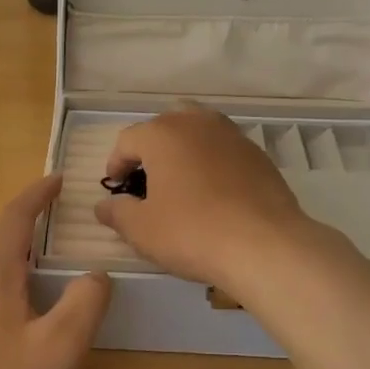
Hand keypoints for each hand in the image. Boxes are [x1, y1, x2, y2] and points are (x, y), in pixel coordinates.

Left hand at [0, 175, 110, 368]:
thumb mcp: (60, 347)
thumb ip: (85, 304)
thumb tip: (96, 274)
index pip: (16, 217)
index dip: (37, 194)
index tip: (58, 179)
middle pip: (0, 230)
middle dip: (28, 212)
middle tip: (58, 206)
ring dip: (17, 237)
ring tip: (46, 240)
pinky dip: (9, 261)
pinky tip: (24, 286)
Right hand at [94, 106, 317, 292]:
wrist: (265, 245)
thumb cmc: (192, 232)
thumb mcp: (142, 230)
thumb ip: (117, 213)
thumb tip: (104, 206)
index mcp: (163, 134)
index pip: (128, 140)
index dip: (116, 163)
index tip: (116, 188)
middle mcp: (197, 123)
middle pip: (165, 125)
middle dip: (151, 148)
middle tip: (147, 180)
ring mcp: (232, 136)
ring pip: (199, 131)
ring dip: (184, 150)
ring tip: (180, 182)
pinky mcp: (258, 155)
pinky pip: (224, 150)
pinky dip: (212, 163)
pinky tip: (214, 193)